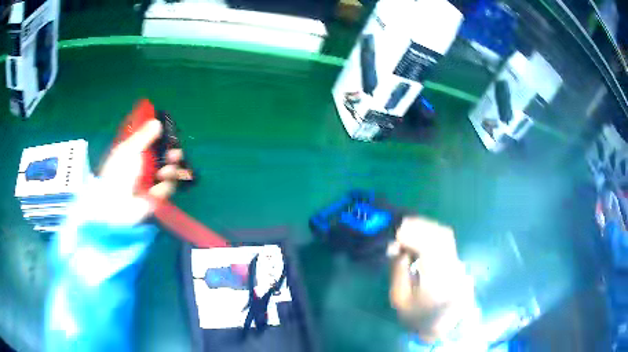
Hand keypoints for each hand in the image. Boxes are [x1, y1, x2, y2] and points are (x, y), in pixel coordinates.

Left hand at [97, 119, 183, 224]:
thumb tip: (157, 122)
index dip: (163, 138)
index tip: (170, 134)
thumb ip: (143, 136)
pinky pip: (168, 187)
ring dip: (171, 169)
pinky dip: (165, 186)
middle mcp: (145, 165)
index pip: (153, 141)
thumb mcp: (129, 150)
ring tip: (166, 171)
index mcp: (135, 152)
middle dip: (172, 154)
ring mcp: (151, 181)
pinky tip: (158, 186)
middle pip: (165, 156)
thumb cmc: (118, 173)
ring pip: (170, 171)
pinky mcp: (157, 196)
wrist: (115, 204)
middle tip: (175, 153)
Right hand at [389, 217, 472, 341]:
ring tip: (407, 228)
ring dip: (426, 227)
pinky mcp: (458, 261)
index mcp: (438, 280)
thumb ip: (398, 273)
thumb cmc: (419, 317)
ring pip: (445, 234)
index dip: (413, 234)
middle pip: (441, 235)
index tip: (395, 232)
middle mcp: (452, 266)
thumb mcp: (400, 300)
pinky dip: (431, 232)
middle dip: (419, 225)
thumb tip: (398, 250)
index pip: (430, 247)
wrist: (446, 327)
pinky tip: (420, 235)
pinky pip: (445, 240)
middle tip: (399, 225)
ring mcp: (458, 262)